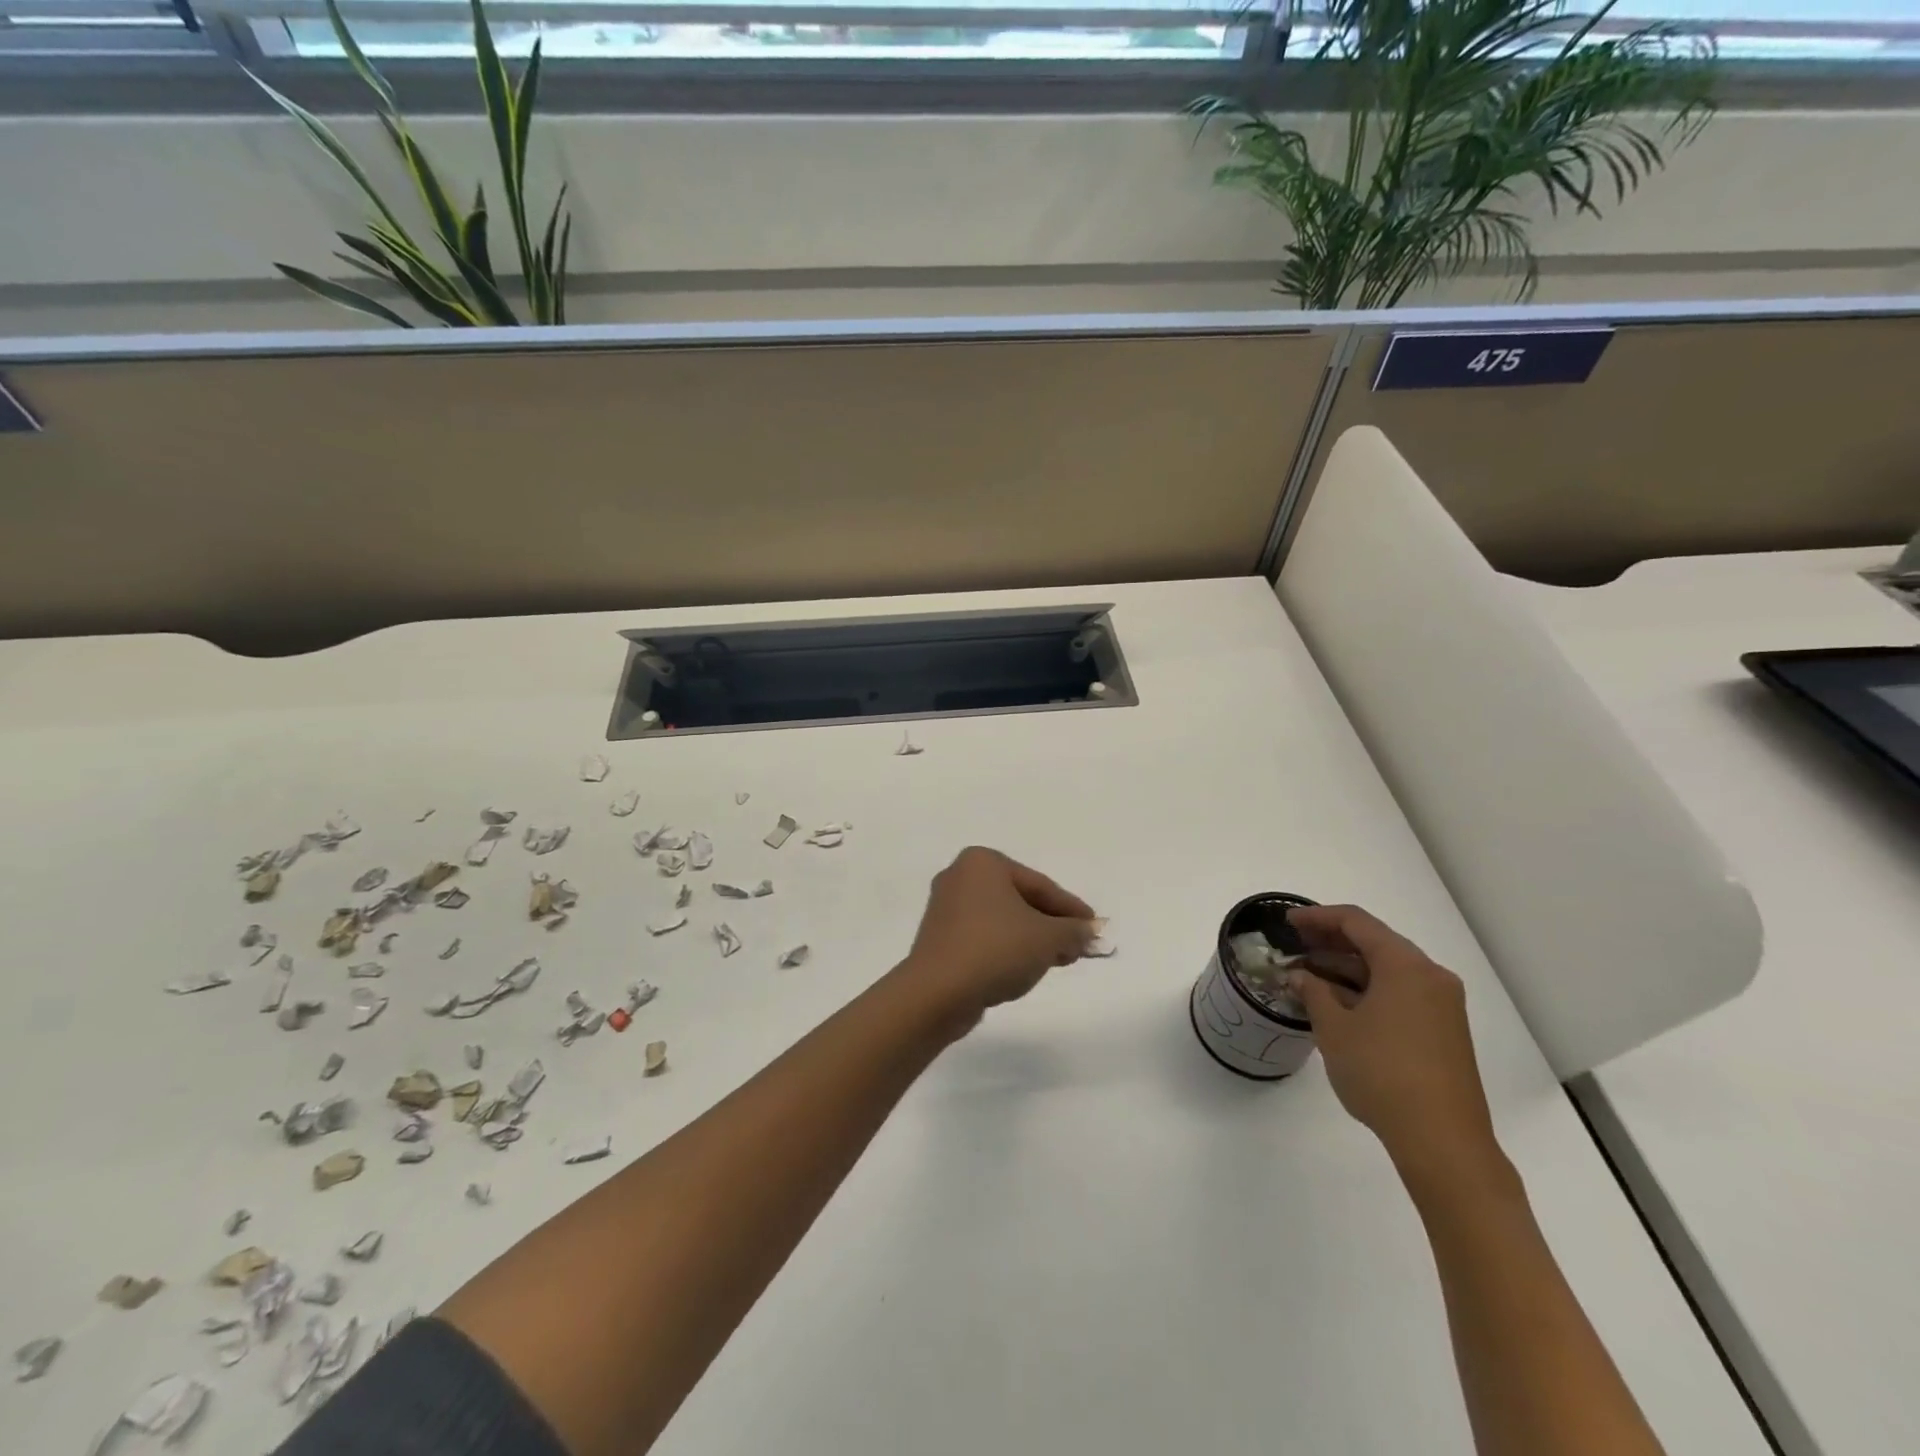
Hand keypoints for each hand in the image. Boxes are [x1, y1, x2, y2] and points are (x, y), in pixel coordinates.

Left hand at [902, 847, 1096, 1024]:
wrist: (936, 993)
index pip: (1039, 884)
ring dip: (1032, 939)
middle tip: (1079, 947)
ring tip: (1058, 961)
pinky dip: (1007, 948)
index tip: (1094, 928)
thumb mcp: (1047, 938)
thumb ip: (1073, 931)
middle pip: (1020, 899)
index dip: (1071, 909)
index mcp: (983, 862)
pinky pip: (983, 936)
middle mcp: (960, 876)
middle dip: (1051, 925)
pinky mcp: (938, 937)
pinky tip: (1024, 968)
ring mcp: (945, 907)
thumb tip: (1090, 931)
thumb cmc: (995, 950)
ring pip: (1002, 919)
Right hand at [1286, 905, 1500, 1180]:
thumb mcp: (1334, 1029)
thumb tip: (1300, 975)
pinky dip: (1366, 990)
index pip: (1356, 922)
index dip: (1317, 917)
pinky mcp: (1443, 1031)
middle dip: (1331, 942)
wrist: (1442, 1141)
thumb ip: (1313, 992)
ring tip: (1307, 975)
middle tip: (1294, 945)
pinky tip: (1336, 1002)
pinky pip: (1399, 993)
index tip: (1287, 922)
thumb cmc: (1382, 1073)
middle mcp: (1429, 976)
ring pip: (1387, 970)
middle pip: (1375, 943)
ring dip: (1346, 968)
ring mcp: (1441, 1005)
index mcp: (1405, 965)